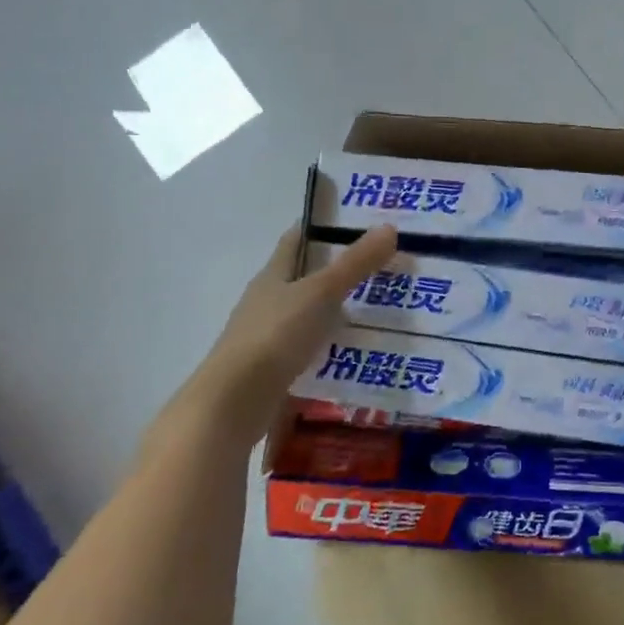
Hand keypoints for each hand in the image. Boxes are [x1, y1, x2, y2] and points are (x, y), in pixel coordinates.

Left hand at [180, 223, 397, 437]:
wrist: (233, 403)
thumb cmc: (274, 336)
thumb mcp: (321, 293)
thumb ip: (355, 264)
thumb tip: (390, 227)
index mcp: (273, 276)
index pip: (296, 240)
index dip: (321, 227)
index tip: (355, 220)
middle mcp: (267, 301)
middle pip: (303, 277)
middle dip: (337, 271)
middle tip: (381, 266)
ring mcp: (268, 337)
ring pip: (308, 314)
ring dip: (335, 310)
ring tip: (377, 309)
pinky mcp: (274, 369)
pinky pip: (309, 348)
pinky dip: (330, 345)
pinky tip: (355, 351)